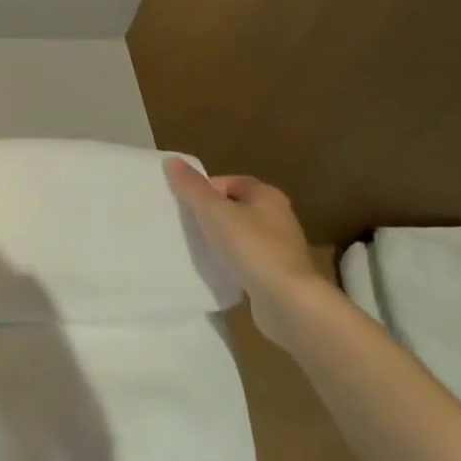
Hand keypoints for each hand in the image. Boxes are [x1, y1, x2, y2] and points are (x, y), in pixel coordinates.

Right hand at [164, 159, 320, 342]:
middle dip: (210, 215)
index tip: (185, 206)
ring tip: (199, 249)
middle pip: (234, 207)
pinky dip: (233, 261)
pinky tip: (219, 270)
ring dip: (221, 239)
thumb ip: (191, 186)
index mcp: (267, 195)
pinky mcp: (279, 273)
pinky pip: (248, 259)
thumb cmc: (250, 246)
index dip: (204, 190)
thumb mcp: (213, 211)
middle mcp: (278, 216)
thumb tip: (172, 160)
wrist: (287, 301)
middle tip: (187, 226)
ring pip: (241, 234)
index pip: (228, 182)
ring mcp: (281, 247)